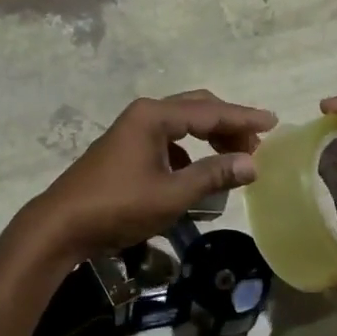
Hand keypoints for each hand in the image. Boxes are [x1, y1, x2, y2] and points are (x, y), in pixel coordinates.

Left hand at [26, 91, 277, 260]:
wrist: (62, 225)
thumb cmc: (118, 206)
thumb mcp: (172, 194)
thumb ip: (213, 175)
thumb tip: (252, 163)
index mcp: (154, 116)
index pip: (210, 111)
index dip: (244, 118)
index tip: (274, 122)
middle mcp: (143, 115)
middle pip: (196, 110)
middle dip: (227, 125)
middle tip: (256, 144)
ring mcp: (131, 132)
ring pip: (181, 126)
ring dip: (209, 138)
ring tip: (233, 160)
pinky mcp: (125, 150)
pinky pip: (167, 142)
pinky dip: (188, 152)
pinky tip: (197, 174)